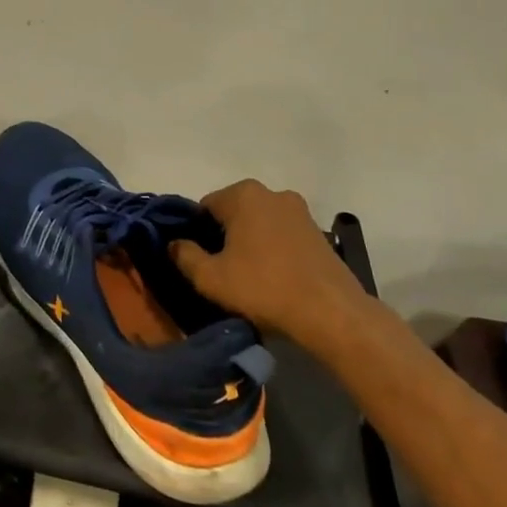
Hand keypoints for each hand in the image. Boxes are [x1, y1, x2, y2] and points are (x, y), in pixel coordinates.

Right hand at [169, 179, 360, 334]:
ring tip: (249, 278)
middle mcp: (272, 193)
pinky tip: (274, 278)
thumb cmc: (264, 288)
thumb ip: (185, 256)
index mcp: (243, 194)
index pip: (205, 207)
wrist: (331, 313)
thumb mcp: (211, 278)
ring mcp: (300, 211)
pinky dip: (274, 250)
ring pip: (260, 224)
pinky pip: (282, 235)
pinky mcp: (319, 232)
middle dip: (225, 236)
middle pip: (234, 213)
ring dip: (250, 243)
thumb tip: (175, 244)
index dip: (197, 233)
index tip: (199, 260)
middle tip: (221, 270)